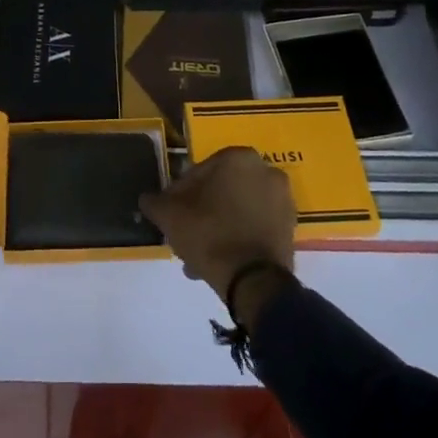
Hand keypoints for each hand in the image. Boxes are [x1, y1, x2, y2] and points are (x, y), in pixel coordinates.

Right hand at [138, 147, 295, 311]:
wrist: (254, 280)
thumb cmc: (210, 234)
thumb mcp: (170, 216)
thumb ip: (156, 202)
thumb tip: (147, 199)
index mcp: (238, 157)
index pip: (199, 171)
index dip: (180, 194)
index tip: (171, 214)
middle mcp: (266, 170)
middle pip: (221, 190)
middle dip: (202, 211)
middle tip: (185, 234)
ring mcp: (282, 200)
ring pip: (238, 209)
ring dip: (218, 226)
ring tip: (198, 255)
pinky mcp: (290, 228)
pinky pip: (255, 225)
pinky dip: (239, 236)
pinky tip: (219, 259)